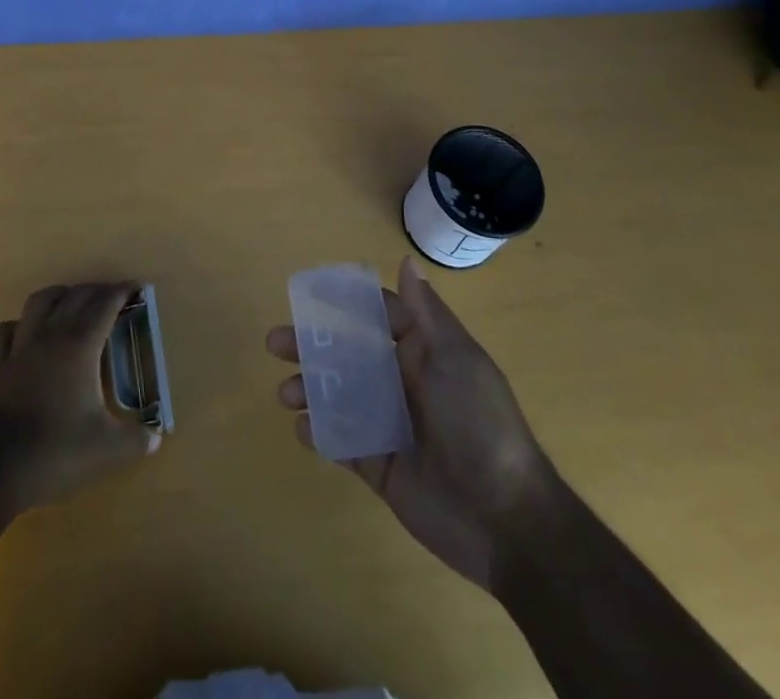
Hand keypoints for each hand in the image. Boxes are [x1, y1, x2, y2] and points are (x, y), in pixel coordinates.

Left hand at [0, 281, 158, 513]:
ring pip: (39, 301)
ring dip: (60, 296)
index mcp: (79, 344)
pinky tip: (26, 336)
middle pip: (76, 295)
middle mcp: (50, 334)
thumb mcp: (107, 450)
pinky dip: (17, 326)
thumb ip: (136, 441)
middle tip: (114, 299)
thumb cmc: (56, 452)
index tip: (138, 288)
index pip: (105, 304)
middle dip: (97, 291)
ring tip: (72, 305)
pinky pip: (4, 331)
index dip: (123, 291)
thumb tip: (155, 438)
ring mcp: (19, 347)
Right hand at [267, 255, 557, 589]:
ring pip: (339, 396)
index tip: (306, 294)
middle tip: (274, 343)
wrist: (505, 518)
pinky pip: (343, 441)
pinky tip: (304, 428)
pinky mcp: (380, 465)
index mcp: (423, 353)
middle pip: (347, 355)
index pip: (377, 317)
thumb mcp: (456, 359)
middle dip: (311, 347)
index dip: (343, 304)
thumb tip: (407, 261)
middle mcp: (402, 382)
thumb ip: (425, 314)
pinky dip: (321, 432)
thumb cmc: (479, 423)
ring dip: (309, 389)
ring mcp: (389, 424)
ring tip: (285, 394)